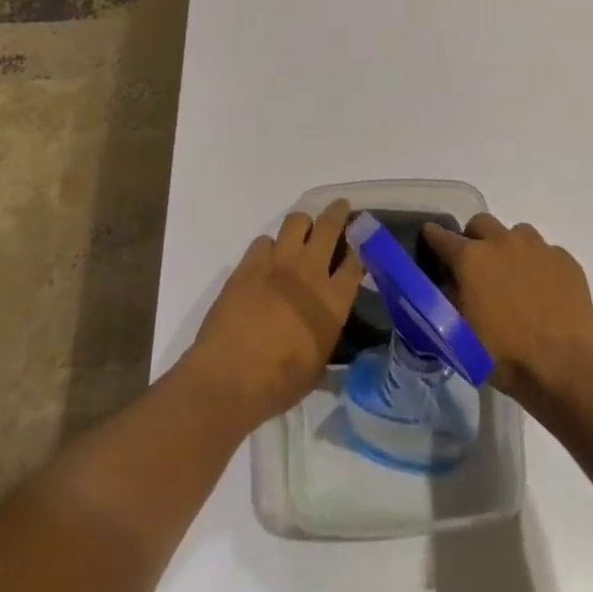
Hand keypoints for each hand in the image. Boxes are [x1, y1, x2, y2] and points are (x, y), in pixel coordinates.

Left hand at [183, 199, 364, 429]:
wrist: (229, 377)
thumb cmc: (278, 383)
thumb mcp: (317, 369)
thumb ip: (326, 339)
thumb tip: (327, 331)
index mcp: (332, 301)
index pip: (356, 261)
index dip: (361, 247)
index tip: (362, 242)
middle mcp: (309, 272)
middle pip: (330, 226)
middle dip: (338, 212)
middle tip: (341, 207)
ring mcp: (277, 262)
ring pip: (296, 221)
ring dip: (303, 224)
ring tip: (303, 231)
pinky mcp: (249, 264)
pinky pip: (264, 240)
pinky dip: (269, 247)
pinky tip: (267, 260)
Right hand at [423, 214, 592, 399]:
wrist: (563, 368)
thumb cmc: (505, 355)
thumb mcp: (462, 334)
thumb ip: (451, 299)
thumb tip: (448, 282)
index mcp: (472, 258)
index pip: (442, 236)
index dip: (433, 236)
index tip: (430, 237)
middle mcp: (502, 241)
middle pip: (481, 222)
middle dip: (475, 237)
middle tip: (478, 264)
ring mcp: (537, 247)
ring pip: (517, 233)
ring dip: (510, 248)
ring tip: (516, 277)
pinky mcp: (565, 259)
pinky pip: (546, 252)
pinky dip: (539, 265)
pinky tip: (545, 291)